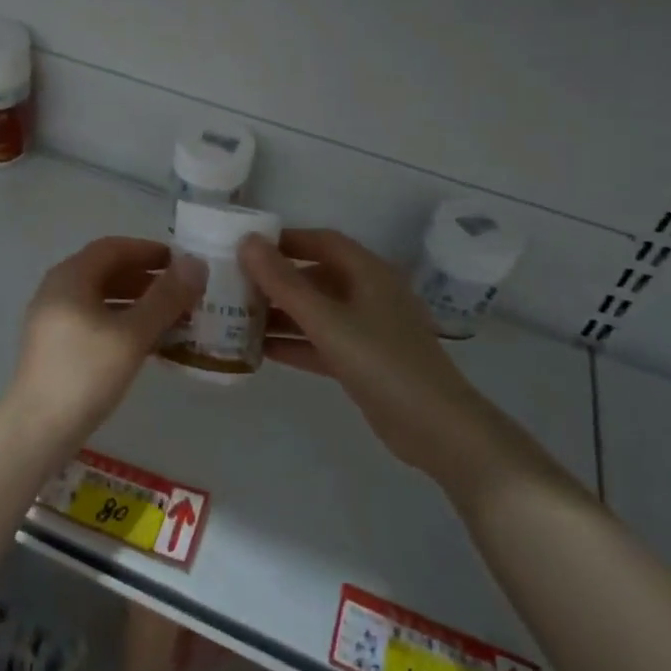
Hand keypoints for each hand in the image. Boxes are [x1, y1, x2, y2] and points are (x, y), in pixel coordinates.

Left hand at [2, 236, 205, 450]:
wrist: (38, 428)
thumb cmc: (86, 373)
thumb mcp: (132, 334)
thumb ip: (165, 297)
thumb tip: (196, 263)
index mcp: (70, 276)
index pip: (114, 247)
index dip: (149, 251)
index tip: (182, 263)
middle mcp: (57, 289)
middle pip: (107, 270)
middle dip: (146, 278)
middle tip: (183, 292)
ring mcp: (53, 318)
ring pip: (101, 297)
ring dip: (137, 302)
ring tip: (173, 317)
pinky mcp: (55, 344)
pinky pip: (94, 319)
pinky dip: (122, 321)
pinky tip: (147, 342)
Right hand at [240, 229, 473, 470]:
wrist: (437, 429)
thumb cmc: (383, 363)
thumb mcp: (328, 321)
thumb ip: (285, 283)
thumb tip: (248, 242)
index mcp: (368, 273)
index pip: (322, 242)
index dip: (285, 240)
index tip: (246, 247)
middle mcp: (369, 294)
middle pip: (316, 277)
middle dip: (276, 281)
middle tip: (233, 286)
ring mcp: (368, 330)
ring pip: (317, 312)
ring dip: (281, 314)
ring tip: (238, 319)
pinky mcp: (364, 362)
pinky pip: (322, 342)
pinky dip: (295, 343)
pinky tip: (261, 351)